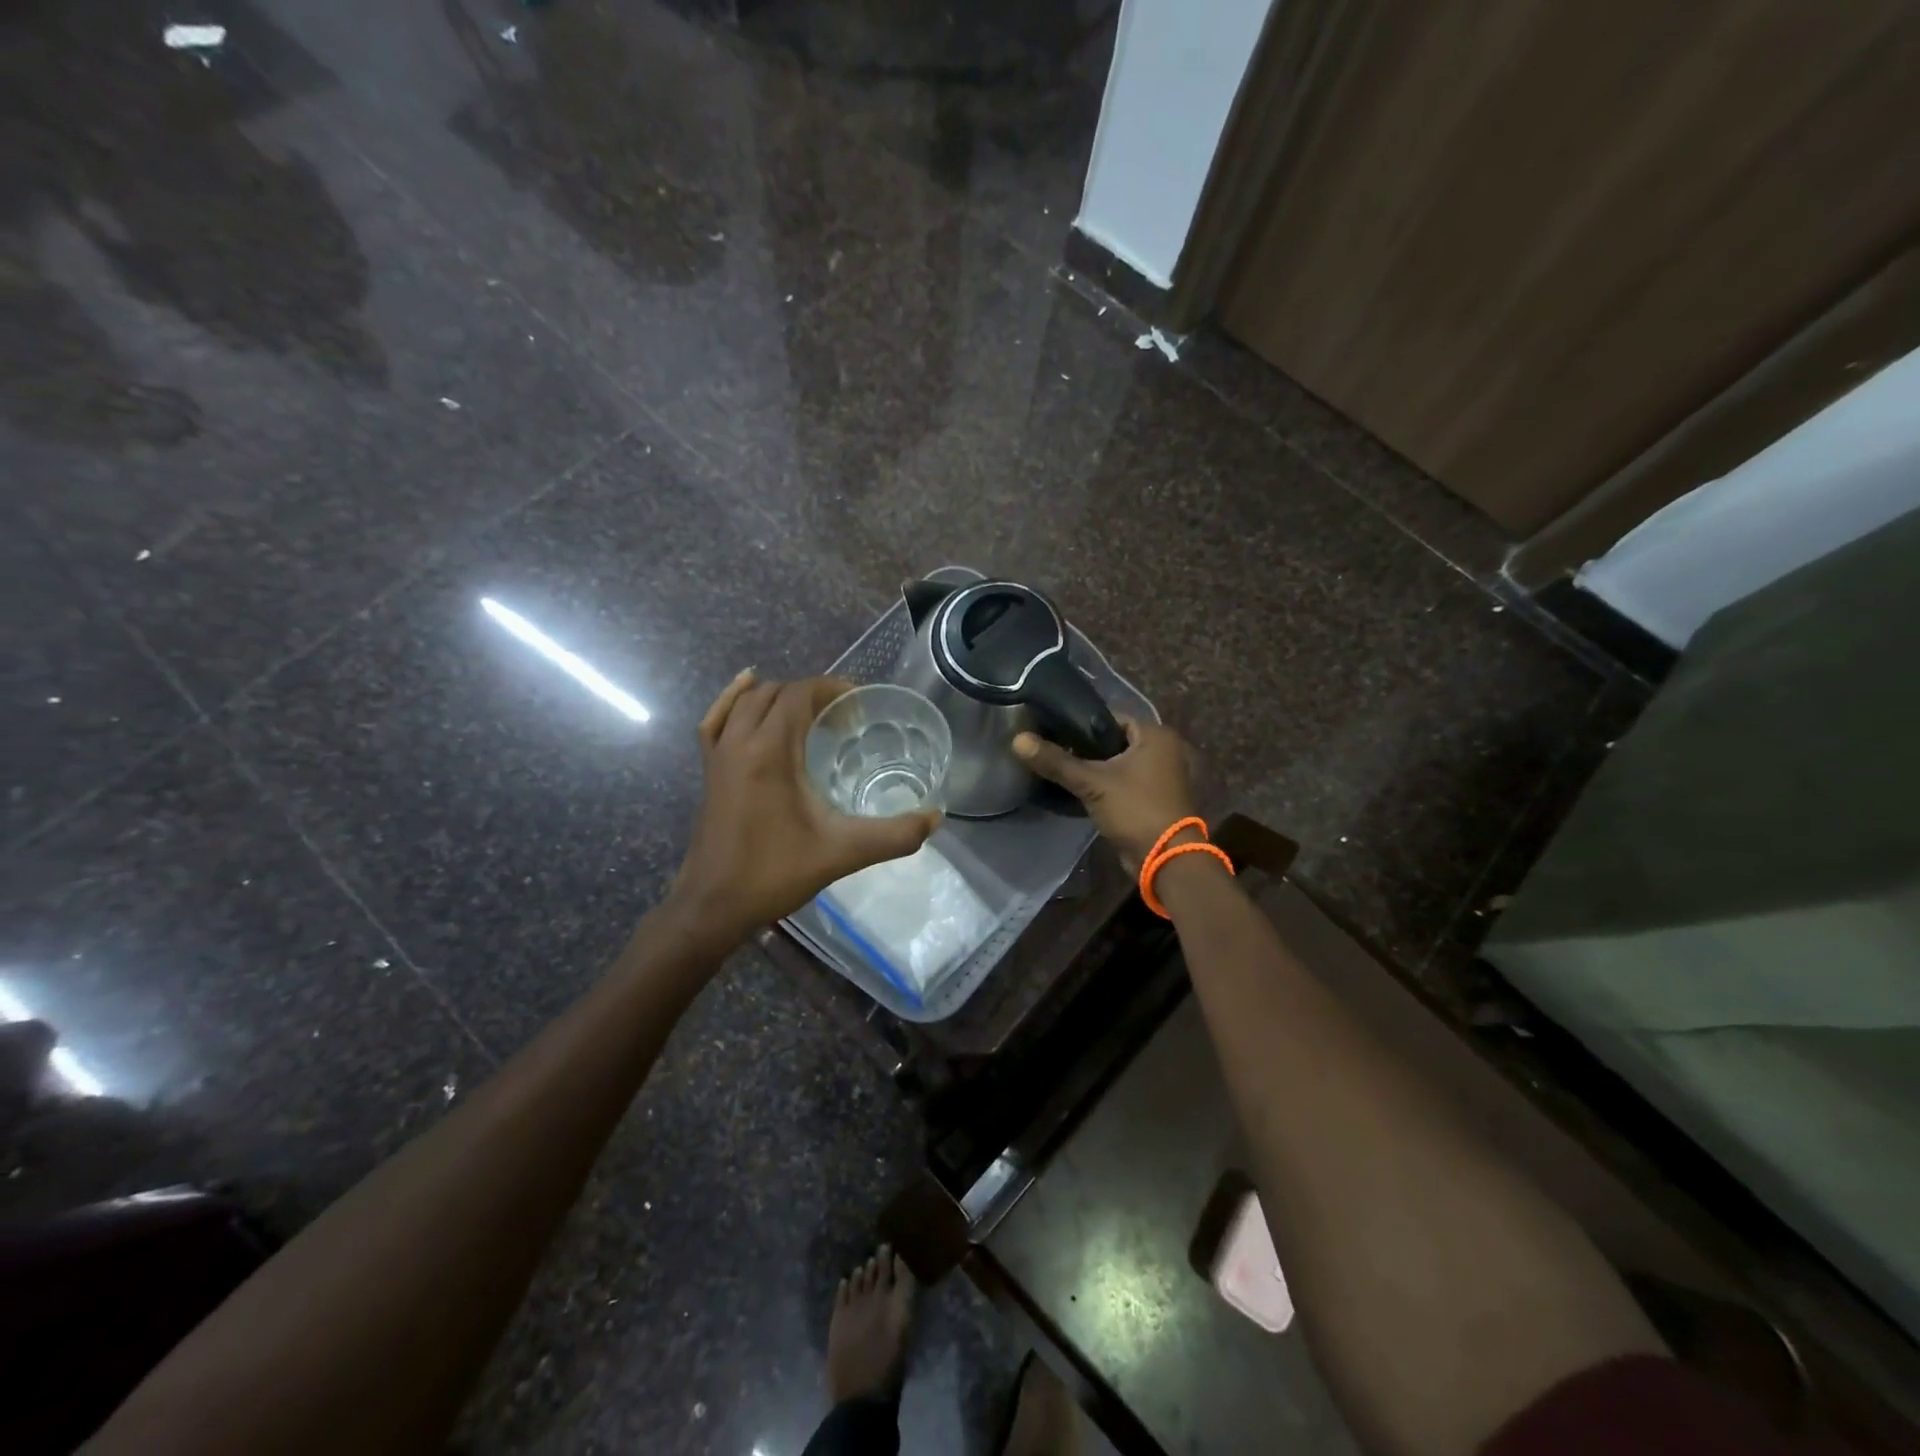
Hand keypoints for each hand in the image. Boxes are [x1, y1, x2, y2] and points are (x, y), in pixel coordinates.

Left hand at [671, 671, 940, 944]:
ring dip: (779, 697)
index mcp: (769, 752)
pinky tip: (746, 692)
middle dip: (811, 694)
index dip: (831, 690)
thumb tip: (935, 818)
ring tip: (811, 714)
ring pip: (746, 701)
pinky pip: (716, 719)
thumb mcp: (842, 853)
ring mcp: (718, 755)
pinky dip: (732, 700)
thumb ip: (894, 835)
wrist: (714, 905)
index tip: (861, 705)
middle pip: (775, 693)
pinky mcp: (708, 770)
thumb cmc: (775, 874)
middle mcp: (740, 742)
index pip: (799, 695)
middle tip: (844, 717)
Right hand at [1013, 719, 1199, 870]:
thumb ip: (1056, 761)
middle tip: (1052, 752)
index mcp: (1156, 735)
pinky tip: (1077, 790)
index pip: (1110, 717)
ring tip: (1060, 771)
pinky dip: (1104, 785)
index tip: (1052, 731)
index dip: (1080, 724)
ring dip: (1093, 769)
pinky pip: (1122, 782)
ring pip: (1117, 763)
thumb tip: (1017, 739)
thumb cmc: (1135, 810)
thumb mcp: (1092, 783)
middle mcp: (1163, 750)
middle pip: (1112, 741)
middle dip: (1084, 749)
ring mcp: (1160, 775)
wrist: (1165, 860)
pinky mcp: (1153, 798)